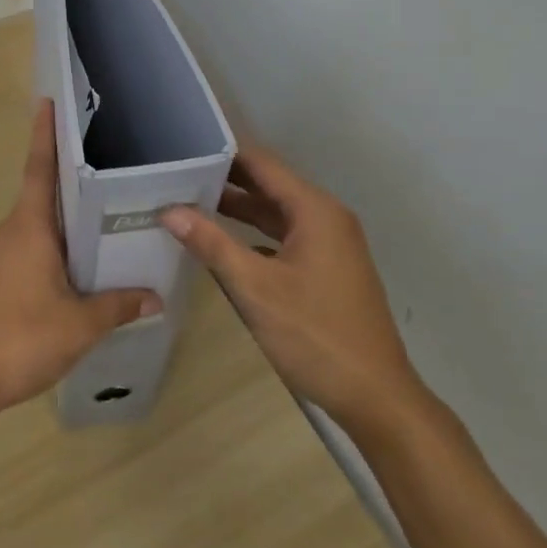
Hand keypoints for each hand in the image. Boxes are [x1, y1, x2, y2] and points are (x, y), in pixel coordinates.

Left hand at [0, 99, 161, 421]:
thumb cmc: (18, 337)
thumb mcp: (79, 325)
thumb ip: (117, 307)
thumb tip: (154, 297)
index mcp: (30, 226)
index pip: (40, 168)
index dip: (45, 133)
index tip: (48, 101)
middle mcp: (13, 232)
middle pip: (44, 193)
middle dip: (71, 175)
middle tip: (109, 161)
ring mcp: (1, 257)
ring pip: (40, 224)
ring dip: (67, 216)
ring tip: (107, 213)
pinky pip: (33, 248)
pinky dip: (57, 244)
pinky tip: (81, 264)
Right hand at [165, 144, 418, 432]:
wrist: (377, 397)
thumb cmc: (316, 336)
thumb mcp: (255, 288)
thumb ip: (212, 244)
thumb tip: (169, 210)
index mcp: (314, 209)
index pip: (262, 163)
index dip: (223, 154)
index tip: (184, 150)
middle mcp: (326, 216)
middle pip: (270, 185)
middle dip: (226, 180)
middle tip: (177, 177)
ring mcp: (331, 243)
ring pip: (277, 212)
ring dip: (240, 208)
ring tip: (190, 203)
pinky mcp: (329, 267)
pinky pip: (286, 236)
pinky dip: (256, 234)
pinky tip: (224, 243)